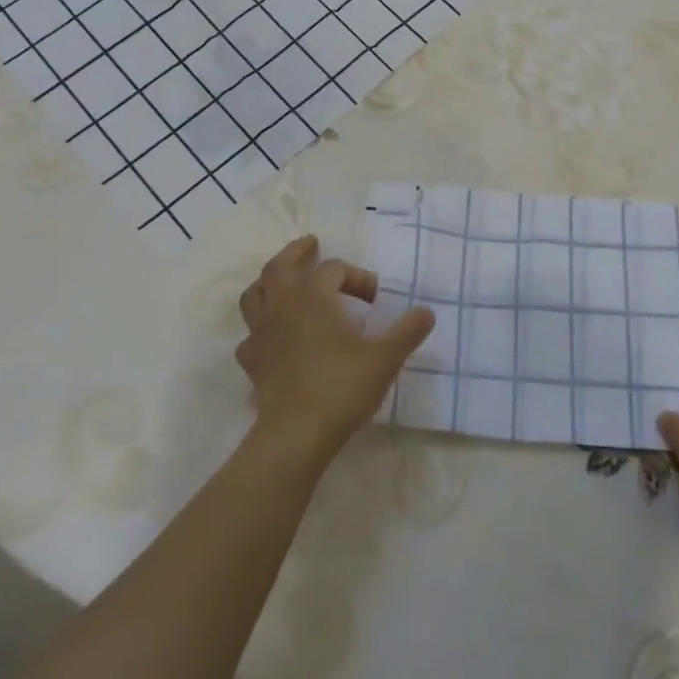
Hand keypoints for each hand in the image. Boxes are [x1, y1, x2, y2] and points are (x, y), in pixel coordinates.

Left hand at [237, 236, 434, 461]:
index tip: (376, 301)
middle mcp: (283, 306)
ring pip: (255, 294)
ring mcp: (262, 333)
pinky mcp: (253, 361)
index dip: (358, 278)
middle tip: (311, 244)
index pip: (334, 269)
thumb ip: (407, 332)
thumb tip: (427, 312)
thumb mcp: (385, 358)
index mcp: (314, 296)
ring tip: (283, 282)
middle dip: (296, 252)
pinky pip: (252, 334)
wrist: (297, 434)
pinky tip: (275, 338)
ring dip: (269, 282)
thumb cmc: (342, 387)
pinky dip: (262, 328)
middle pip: (280, 266)